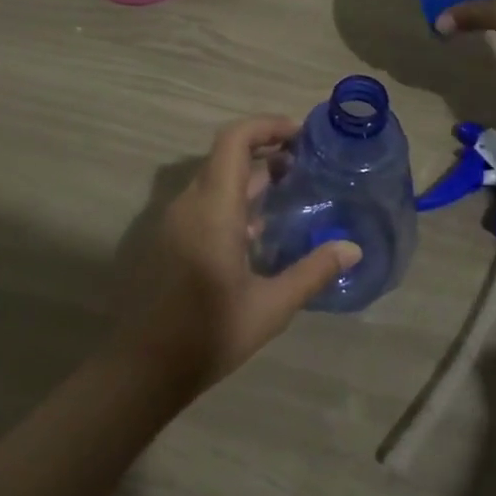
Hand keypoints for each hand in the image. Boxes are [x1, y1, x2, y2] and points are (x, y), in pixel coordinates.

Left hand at [110, 115, 361, 397]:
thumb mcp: (270, 306)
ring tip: (289, 193)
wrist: (143, 368)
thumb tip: (352, 248)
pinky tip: (259, 232)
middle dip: (266, 151)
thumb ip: (312, 272)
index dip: (267, 126)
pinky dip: (234, 201)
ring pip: (215, 180)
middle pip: (226, 156)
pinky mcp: (170, 241)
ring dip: (250, 178)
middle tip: (305, 165)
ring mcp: (176, 222)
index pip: (235, 140)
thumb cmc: (208, 332)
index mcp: (213, 207)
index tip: (302, 136)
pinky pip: (205, 204)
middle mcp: (190, 203)